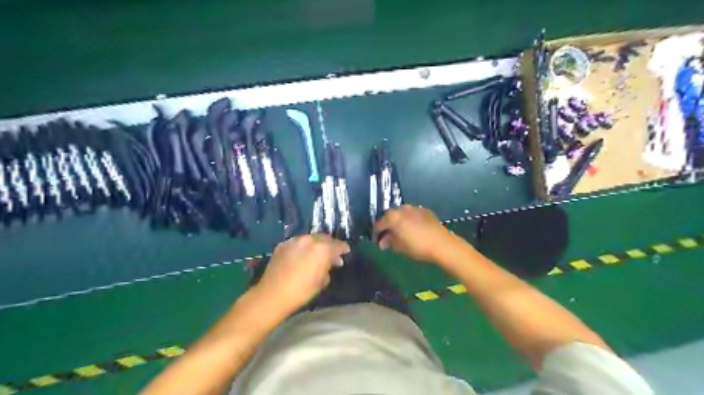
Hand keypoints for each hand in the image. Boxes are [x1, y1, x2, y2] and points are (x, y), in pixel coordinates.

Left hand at [257, 234, 348, 314]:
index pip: (337, 245)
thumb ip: (328, 267)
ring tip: (316, 255)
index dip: (343, 248)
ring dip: (315, 245)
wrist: (272, 294)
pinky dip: (302, 248)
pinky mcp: (283, 244)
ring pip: (310, 239)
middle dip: (329, 245)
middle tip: (332, 255)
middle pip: (324, 238)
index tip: (346, 252)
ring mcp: (294, 241)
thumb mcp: (321, 281)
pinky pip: (297, 243)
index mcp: (322, 249)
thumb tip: (332, 262)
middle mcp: (309, 240)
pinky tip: (301, 257)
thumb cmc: (301, 291)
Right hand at [374, 205, 456, 264]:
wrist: (442, 244)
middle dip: (388, 226)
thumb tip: (383, 242)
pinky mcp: (425, 210)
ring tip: (401, 233)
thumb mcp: (399, 247)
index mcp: (392, 217)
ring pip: (401, 214)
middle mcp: (402, 209)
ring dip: (399, 222)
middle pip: (390, 216)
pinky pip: (412, 214)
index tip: (377, 241)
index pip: (379, 224)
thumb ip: (389, 242)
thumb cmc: (417, 246)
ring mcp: (414, 208)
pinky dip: (410, 220)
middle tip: (388, 237)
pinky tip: (413, 229)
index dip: (376, 233)